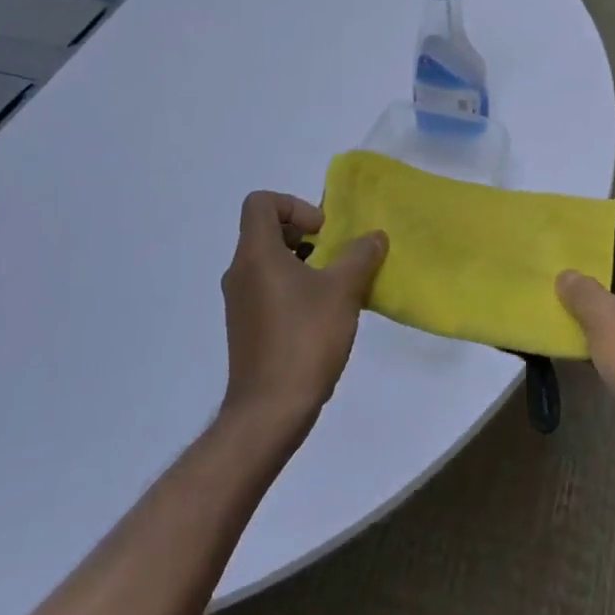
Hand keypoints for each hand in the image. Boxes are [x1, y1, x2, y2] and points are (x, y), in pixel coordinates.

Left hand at [220, 191, 387, 428]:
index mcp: (256, 255)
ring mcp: (240, 303)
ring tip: (334, 285)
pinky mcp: (245, 327)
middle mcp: (240, 272)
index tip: (322, 232)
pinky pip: (268, 288)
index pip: (261, 202)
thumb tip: (374, 237)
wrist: (269, 411)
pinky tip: (322, 314)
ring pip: (268, 261)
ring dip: (302, 262)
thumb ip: (360, 256)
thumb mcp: (343, 290)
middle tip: (334, 254)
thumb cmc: (304, 339)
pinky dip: (294, 287)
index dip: (294, 205)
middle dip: (304, 234)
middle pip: (265, 230)